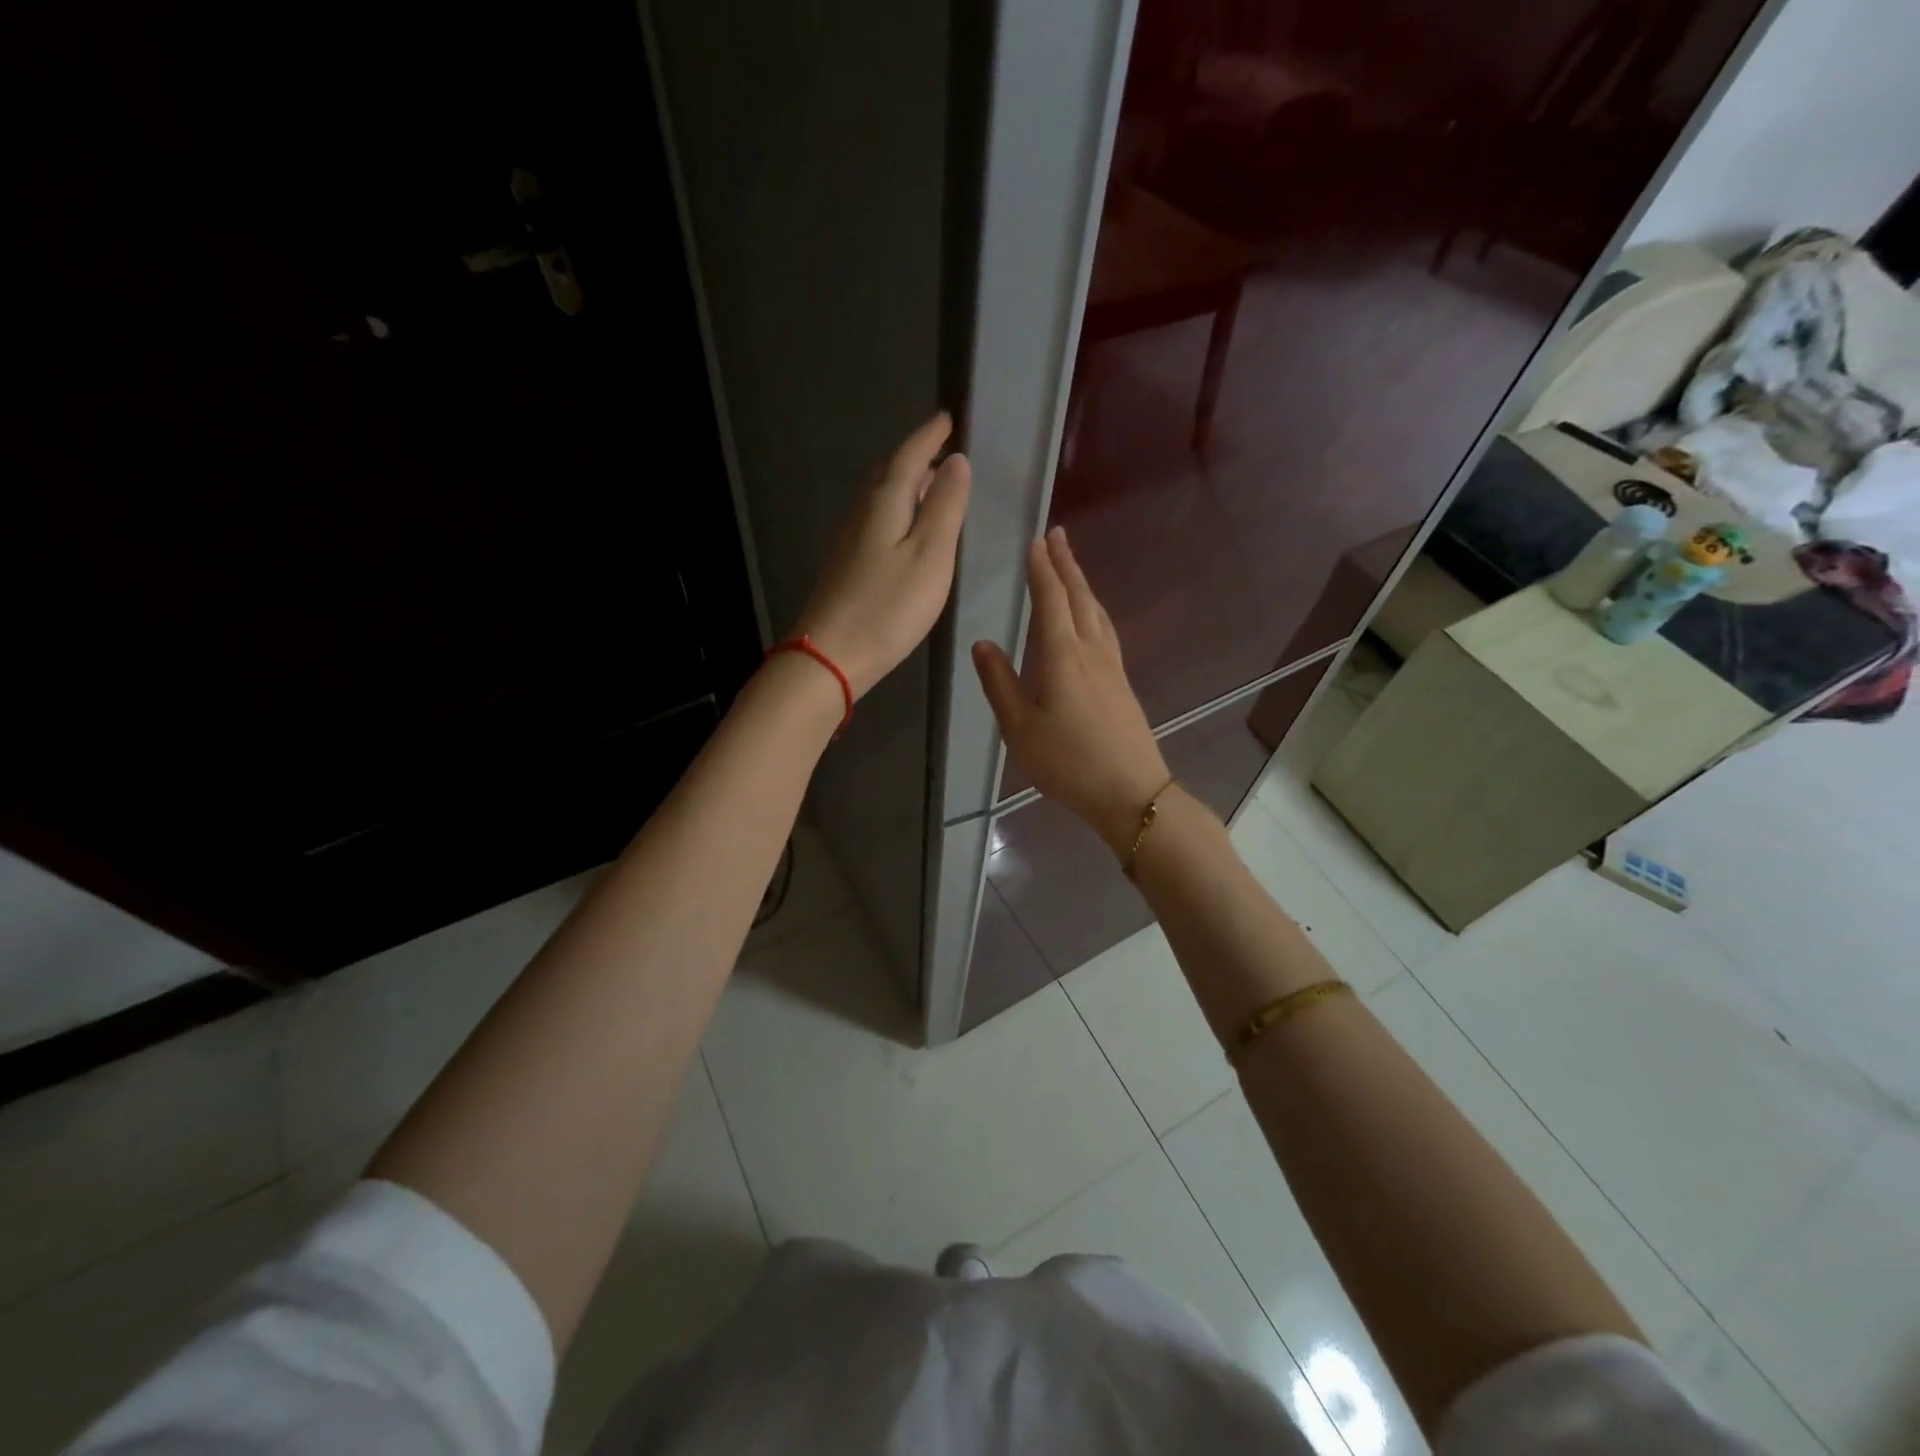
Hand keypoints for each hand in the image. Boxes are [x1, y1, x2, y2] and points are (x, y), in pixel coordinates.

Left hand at [794, 414, 971, 697]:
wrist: (832, 655)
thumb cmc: (889, 606)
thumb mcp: (931, 555)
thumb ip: (945, 507)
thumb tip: (956, 461)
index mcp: (885, 503)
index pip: (909, 456)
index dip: (929, 436)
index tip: (947, 418)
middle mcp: (863, 513)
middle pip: (890, 473)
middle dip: (916, 456)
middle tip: (941, 449)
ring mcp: (850, 540)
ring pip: (881, 497)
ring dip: (906, 484)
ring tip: (932, 485)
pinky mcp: (847, 565)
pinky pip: (876, 520)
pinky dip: (897, 511)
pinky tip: (907, 529)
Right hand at [973, 528, 1170, 855]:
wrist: (1130, 791)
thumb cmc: (1068, 762)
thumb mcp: (1020, 727)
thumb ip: (999, 682)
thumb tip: (982, 643)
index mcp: (1062, 655)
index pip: (1050, 600)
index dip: (1042, 569)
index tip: (1035, 541)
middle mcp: (1091, 650)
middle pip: (1079, 597)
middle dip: (1066, 564)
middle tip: (1057, 535)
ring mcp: (1112, 666)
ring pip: (1096, 612)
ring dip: (1082, 583)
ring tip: (1071, 567)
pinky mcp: (1122, 682)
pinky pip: (1105, 630)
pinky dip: (1093, 609)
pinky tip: (1092, 618)